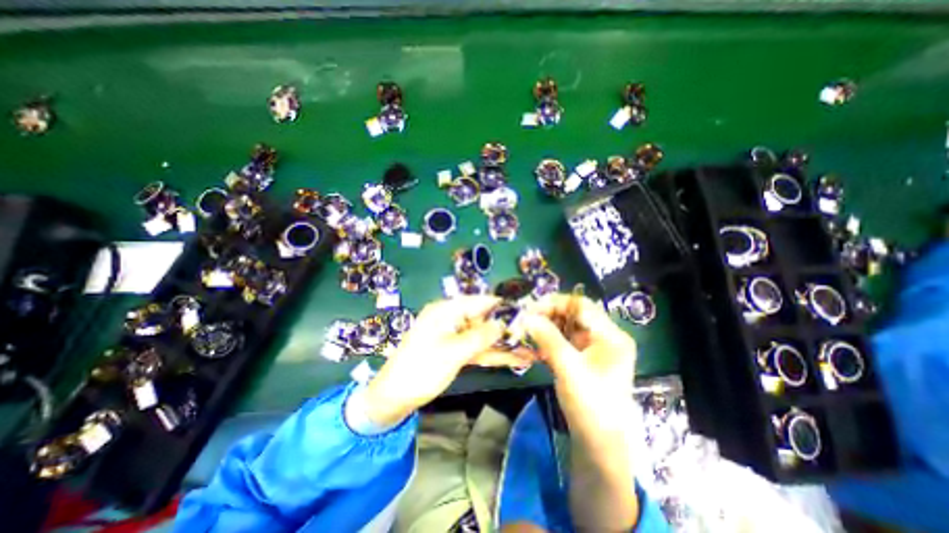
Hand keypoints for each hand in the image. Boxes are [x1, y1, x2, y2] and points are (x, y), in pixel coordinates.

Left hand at [364, 295, 531, 428]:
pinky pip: (477, 350)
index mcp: (446, 311)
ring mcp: (454, 337)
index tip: (527, 313)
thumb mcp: (452, 352)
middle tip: (534, 337)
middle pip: (484, 320)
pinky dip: (493, 355)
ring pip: (483, 337)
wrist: (392, 399)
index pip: (480, 302)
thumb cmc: (420, 370)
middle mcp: (451, 319)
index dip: (502, 307)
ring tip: (531, 351)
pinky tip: (515, 360)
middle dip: (507, 330)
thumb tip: (502, 323)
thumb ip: (480, 336)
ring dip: (504, 345)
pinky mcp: (455, 352)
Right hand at [522, 293, 639, 531]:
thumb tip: (527, 316)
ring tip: (526, 331)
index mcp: (611, 336)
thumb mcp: (569, 369)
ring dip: (546, 327)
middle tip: (525, 319)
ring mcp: (593, 348)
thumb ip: (548, 339)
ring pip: (566, 327)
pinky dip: (548, 341)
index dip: (555, 303)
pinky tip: (534, 345)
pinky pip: (563, 341)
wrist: (599, 445)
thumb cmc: (591, 406)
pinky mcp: (583, 358)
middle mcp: (604, 337)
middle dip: (548, 315)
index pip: (581, 306)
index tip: (530, 308)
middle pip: (573, 315)